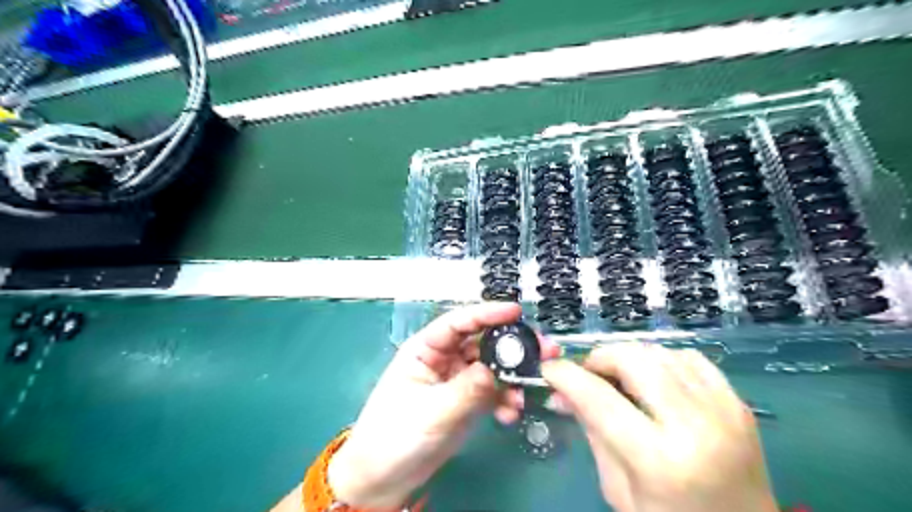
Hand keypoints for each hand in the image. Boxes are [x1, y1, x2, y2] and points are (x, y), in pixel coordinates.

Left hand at [328, 302, 546, 508]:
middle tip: (542, 349)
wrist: (385, 480)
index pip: (458, 323)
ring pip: (491, 367)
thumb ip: (467, 389)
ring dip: (513, 375)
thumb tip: (497, 369)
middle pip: (481, 343)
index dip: (486, 313)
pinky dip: (505, 399)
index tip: (515, 311)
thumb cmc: (394, 437)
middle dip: (510, 345)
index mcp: (425, 350)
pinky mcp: (467, 402)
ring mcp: (457, 381)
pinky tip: (512, 412)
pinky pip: (493, 392)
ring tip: (533, 384)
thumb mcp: (432, 411)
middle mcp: (444, 360)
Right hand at [540, 343, 774, 511]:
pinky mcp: (738, 403)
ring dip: (630, 358)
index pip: (599, 399)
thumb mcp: (618, 488)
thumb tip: (561, 392)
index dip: (567, 376)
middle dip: (600, 358)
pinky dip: (663, 360)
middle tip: (588, 374)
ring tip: (620, 380)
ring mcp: (723, 410)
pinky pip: (689, 358)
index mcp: (659, 460)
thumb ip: (591, 431)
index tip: (549, 368)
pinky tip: (655, 380)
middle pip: (633, 360)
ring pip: (660, 352)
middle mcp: (695, 427)